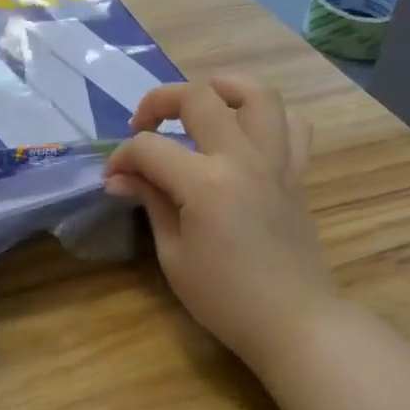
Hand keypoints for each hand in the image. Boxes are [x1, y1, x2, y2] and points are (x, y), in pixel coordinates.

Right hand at [104, 76, 337, 380]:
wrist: (294, 322)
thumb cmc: (226, 298)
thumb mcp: (173, 254)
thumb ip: (151, 202)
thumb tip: (121, 177)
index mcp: (206, 183)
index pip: (150, 148)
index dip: (122, 157)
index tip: (112, 178)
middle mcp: (243, 158)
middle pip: (199, 97)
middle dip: (160, 101)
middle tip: (144, 125)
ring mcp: (276, 162)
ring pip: (258, 94)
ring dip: (223, 88)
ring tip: (200, 105)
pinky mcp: (296, 174)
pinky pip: (292, 126)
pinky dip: (268, 118)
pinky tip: (245, 133)